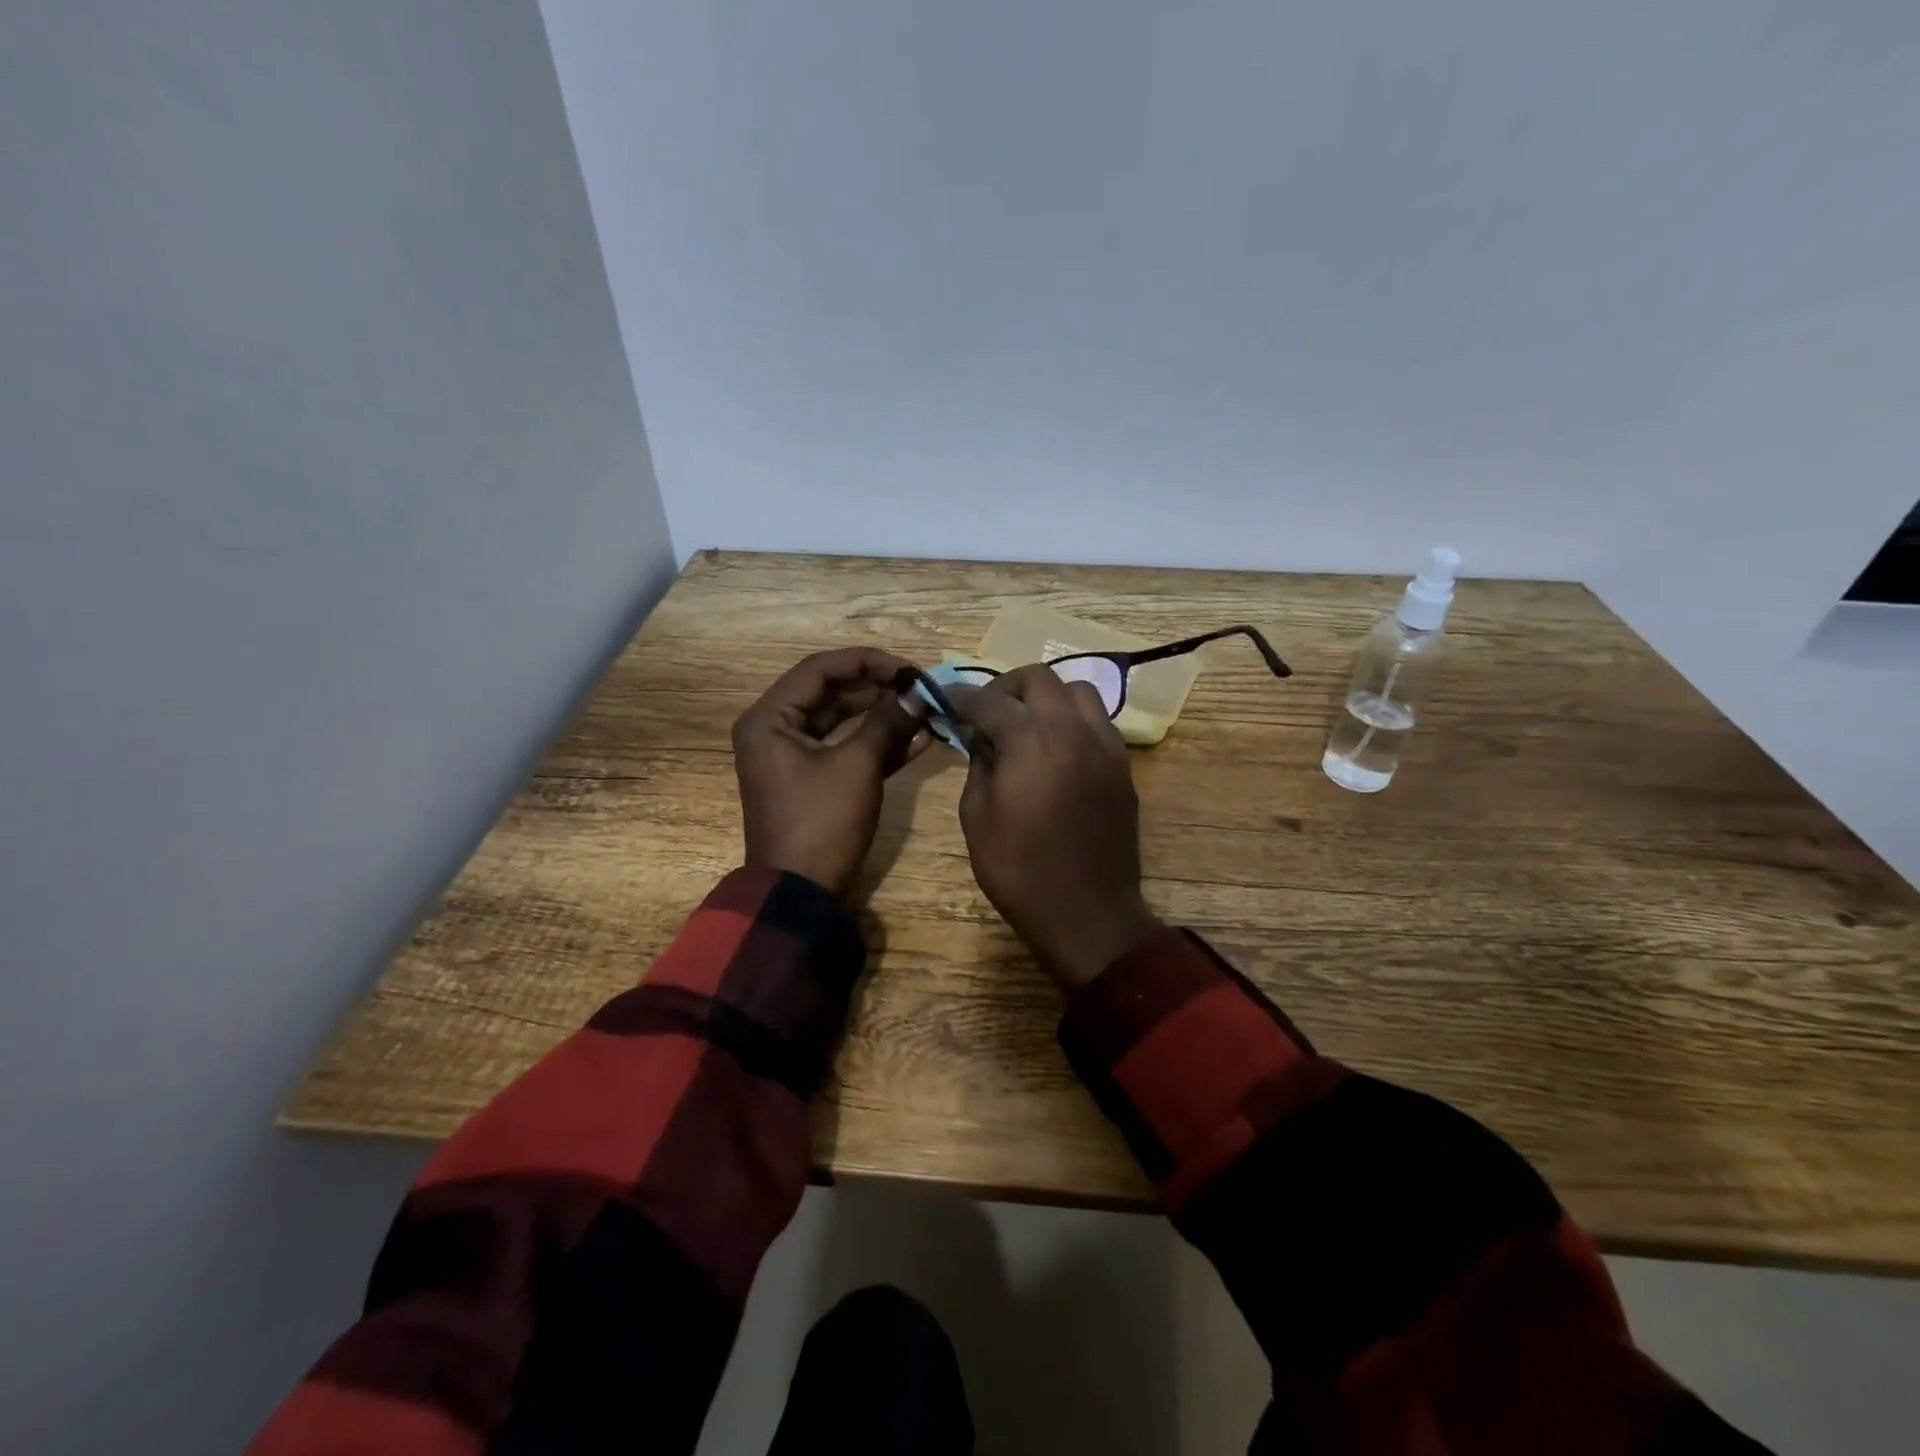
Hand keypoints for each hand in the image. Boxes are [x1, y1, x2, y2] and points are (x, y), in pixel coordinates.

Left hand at [732, 649, 931, 896]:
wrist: (801, 893)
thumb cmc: (821, 822)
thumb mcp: (857, 767)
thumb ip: (887, 723)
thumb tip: (919, 694)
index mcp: (770, 719)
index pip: (819, 669)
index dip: (866, 662)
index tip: (907, 668)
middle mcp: (776, 731)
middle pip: (830, 693)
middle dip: (877, 689)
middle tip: (919, 688)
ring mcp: (794, 758)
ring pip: (842, 722)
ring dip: (882, 715)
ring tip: (923, 709)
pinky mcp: (813, 781)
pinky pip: (845, 750)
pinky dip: (877, 744)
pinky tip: (918, 738)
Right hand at [952, 665, 1162, 986]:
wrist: (1087, 912)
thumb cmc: (1020, 869)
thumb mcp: (977, 817)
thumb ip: (978, 765)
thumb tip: (983, 740)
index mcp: (1030, 740)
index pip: (989, 700)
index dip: (961, 696)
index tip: (945, 698)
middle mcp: (1072, 729)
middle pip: (1039, 678)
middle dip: (1007, 687)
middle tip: (988, 711)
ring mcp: (1104, 745)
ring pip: (1078, 691)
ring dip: (1047, 697)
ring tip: (1028, 724)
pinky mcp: (1122, 766)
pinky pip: (1097, 722)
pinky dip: (1073, 720)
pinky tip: (1057, 749)